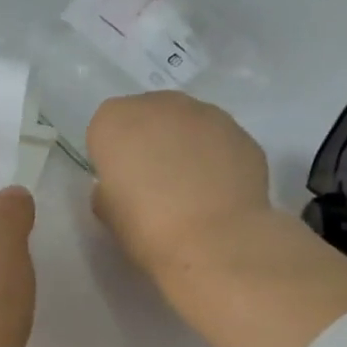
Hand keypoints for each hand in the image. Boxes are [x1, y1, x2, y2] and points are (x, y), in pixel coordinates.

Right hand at [86, 91, 274, 279]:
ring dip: (185, 147)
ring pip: (188, 125)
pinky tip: (217, 193)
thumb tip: (125, 184)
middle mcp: (160, 104)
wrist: (213, 241)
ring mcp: (207, 114)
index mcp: (115, 120)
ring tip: (191, 191)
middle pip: (148, 118)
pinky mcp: (241, 134)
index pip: (105, 129)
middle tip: (154, 185)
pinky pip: (219, 142)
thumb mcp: (108, 213)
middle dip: (149, 143)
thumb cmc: (146, 228)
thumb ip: (109, 188)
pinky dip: (216, 160)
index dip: (112, 157)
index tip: (119, 184)